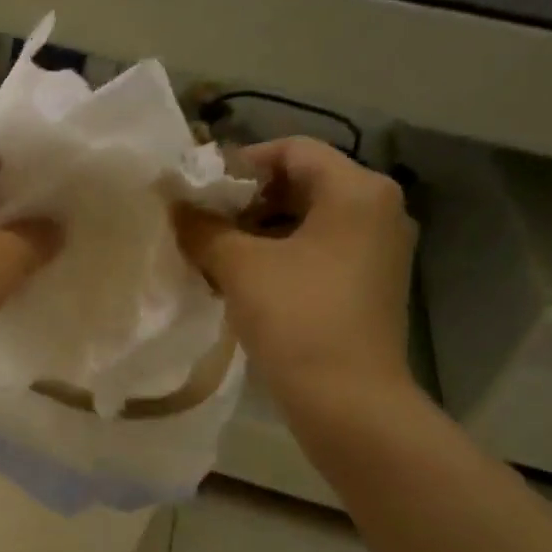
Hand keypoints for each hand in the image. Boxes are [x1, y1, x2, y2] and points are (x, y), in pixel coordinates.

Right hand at [175, 137, 417, 418]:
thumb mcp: (241, 267)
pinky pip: (316, 252)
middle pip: (300, 184)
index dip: (239, 164)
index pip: (291, 150)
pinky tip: (240, 282)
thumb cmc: (297, 319)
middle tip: (201, 224)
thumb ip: (203, 227)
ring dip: (257, 233)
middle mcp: (377, 210)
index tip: (198, 193)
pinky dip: (278, 257)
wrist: (347, 401)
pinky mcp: (367, 285)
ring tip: (212, 255)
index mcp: (357, 190)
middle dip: (245, 202)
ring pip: (306, 222)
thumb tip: (173, 203)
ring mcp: (376, 251)